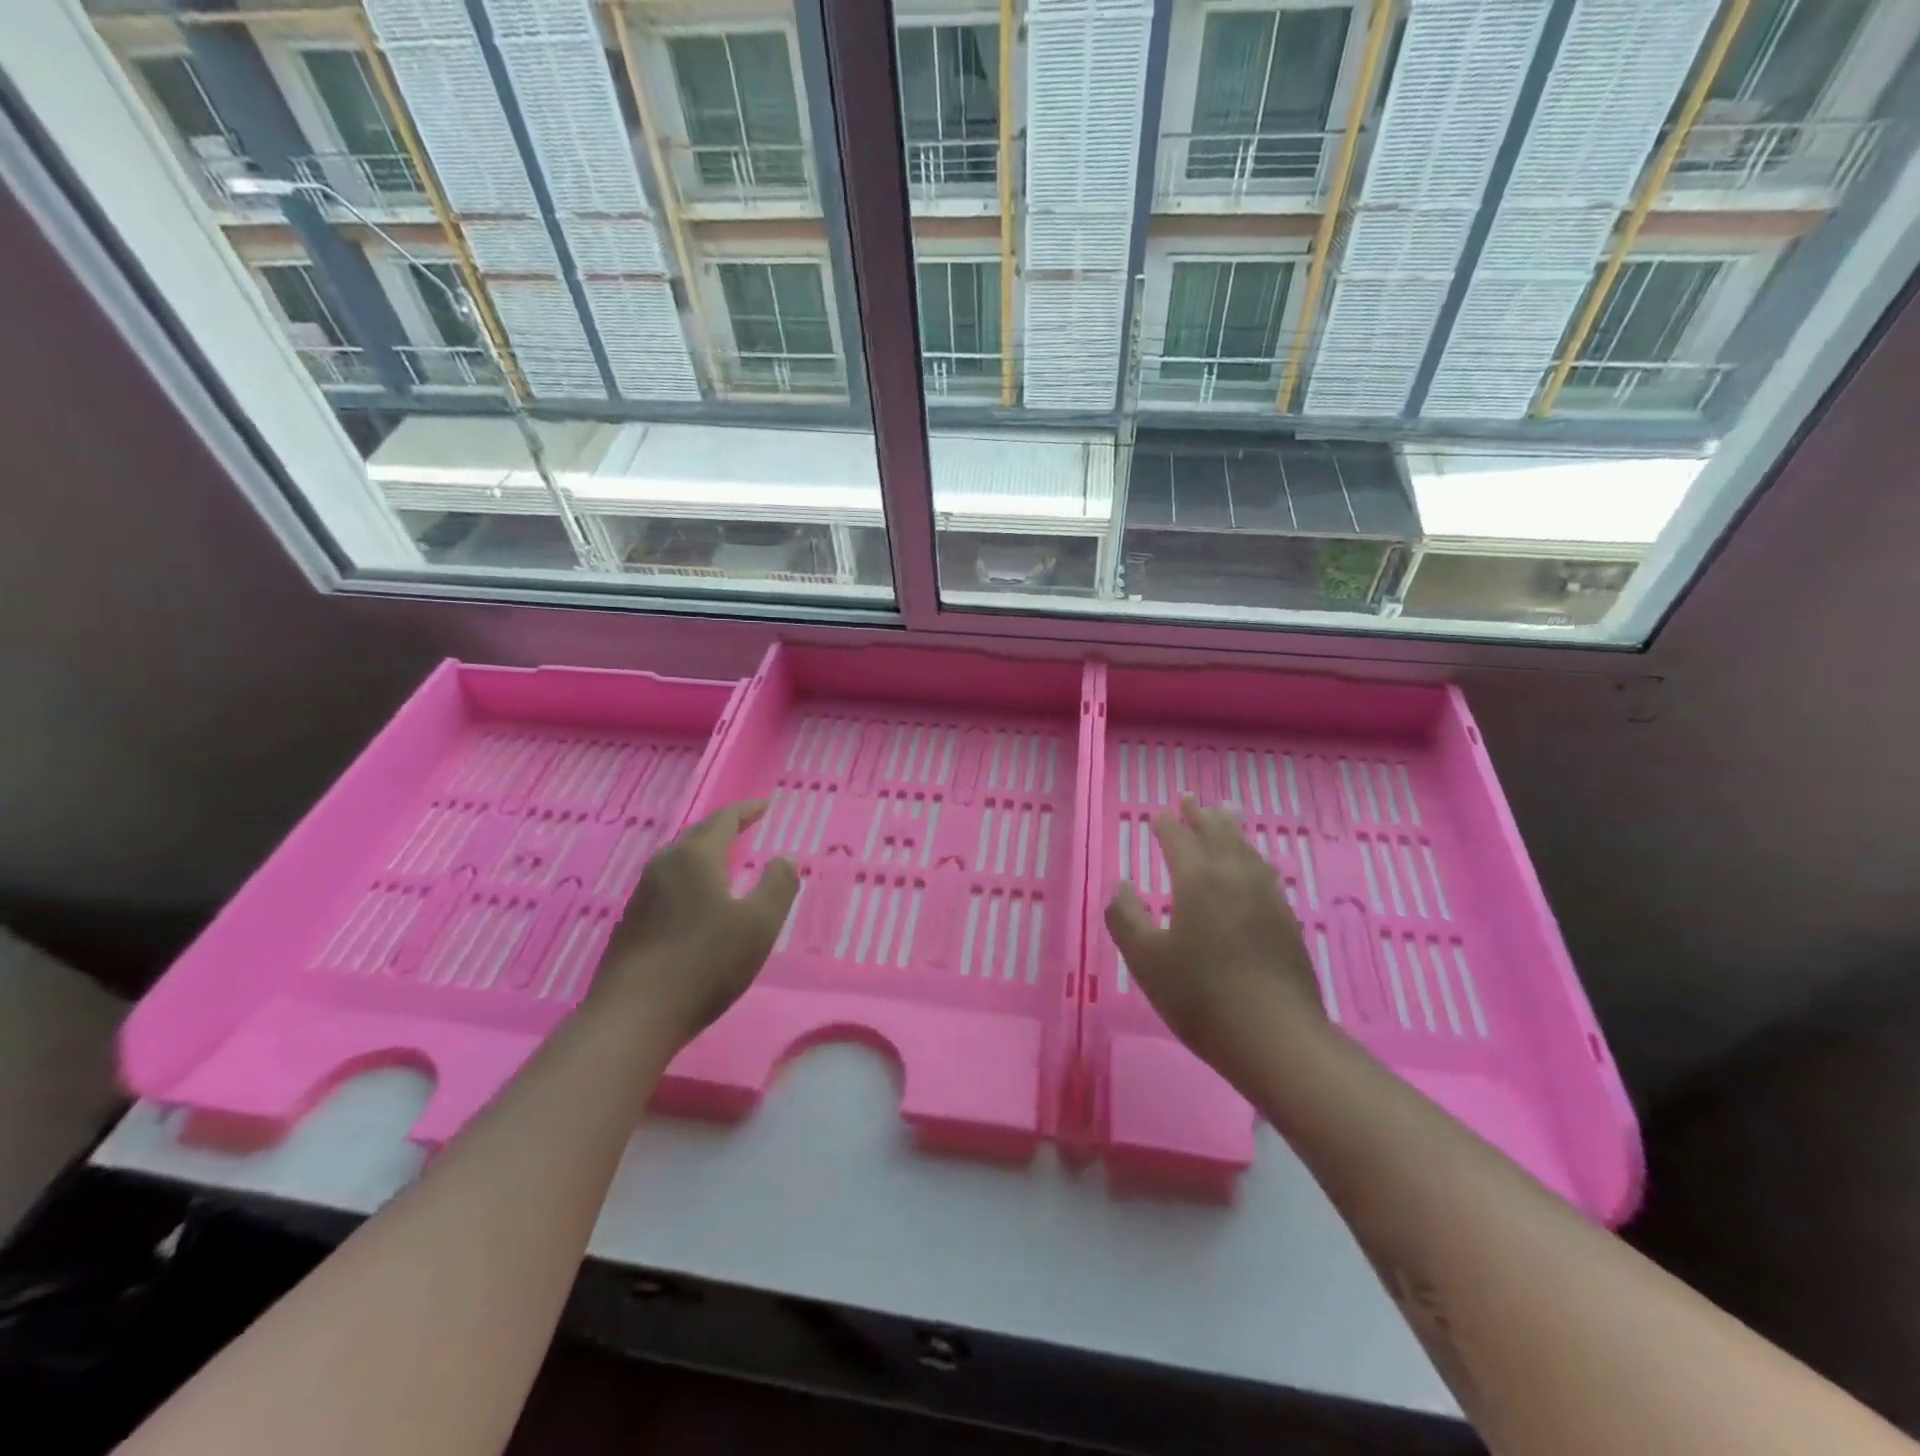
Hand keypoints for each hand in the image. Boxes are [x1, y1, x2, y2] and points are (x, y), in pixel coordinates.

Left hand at [588, 801, 798, 1047]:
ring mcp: (642, 894)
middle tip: (746, 826)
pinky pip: (668, 884)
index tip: (765, 806)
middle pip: (697, 836)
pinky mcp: (631, 922)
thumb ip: (778, 886)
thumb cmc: (705, 963)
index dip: (747, 811)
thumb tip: (785, 858)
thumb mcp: (759, 925)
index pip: (723, 820)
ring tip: (725, 859)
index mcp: (696, 858)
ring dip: (704, 853)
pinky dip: (690, 878)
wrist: (634, 1016)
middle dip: (723, 828)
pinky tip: (697, 899)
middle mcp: (664, 866)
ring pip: (679, 860)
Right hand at [1105, 796, 1325, 1075]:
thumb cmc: (1201, 997)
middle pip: (1217, 833)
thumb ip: (1126, 918)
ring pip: (1245, 848)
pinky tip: (1252, 864)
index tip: (1157, 814)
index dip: (1166, 825)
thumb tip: (1120, 886)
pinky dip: (1250, 854)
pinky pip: (1263, 870)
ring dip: (1229, 827)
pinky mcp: (1285, 919)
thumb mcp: (1146, 961)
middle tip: (1190, 797)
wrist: (1277, 1037)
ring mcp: (1266, 896)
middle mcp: (1234, 877)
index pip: (1178, 839)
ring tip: (1224, 813)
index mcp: (1198, 880)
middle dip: (1200, 815)